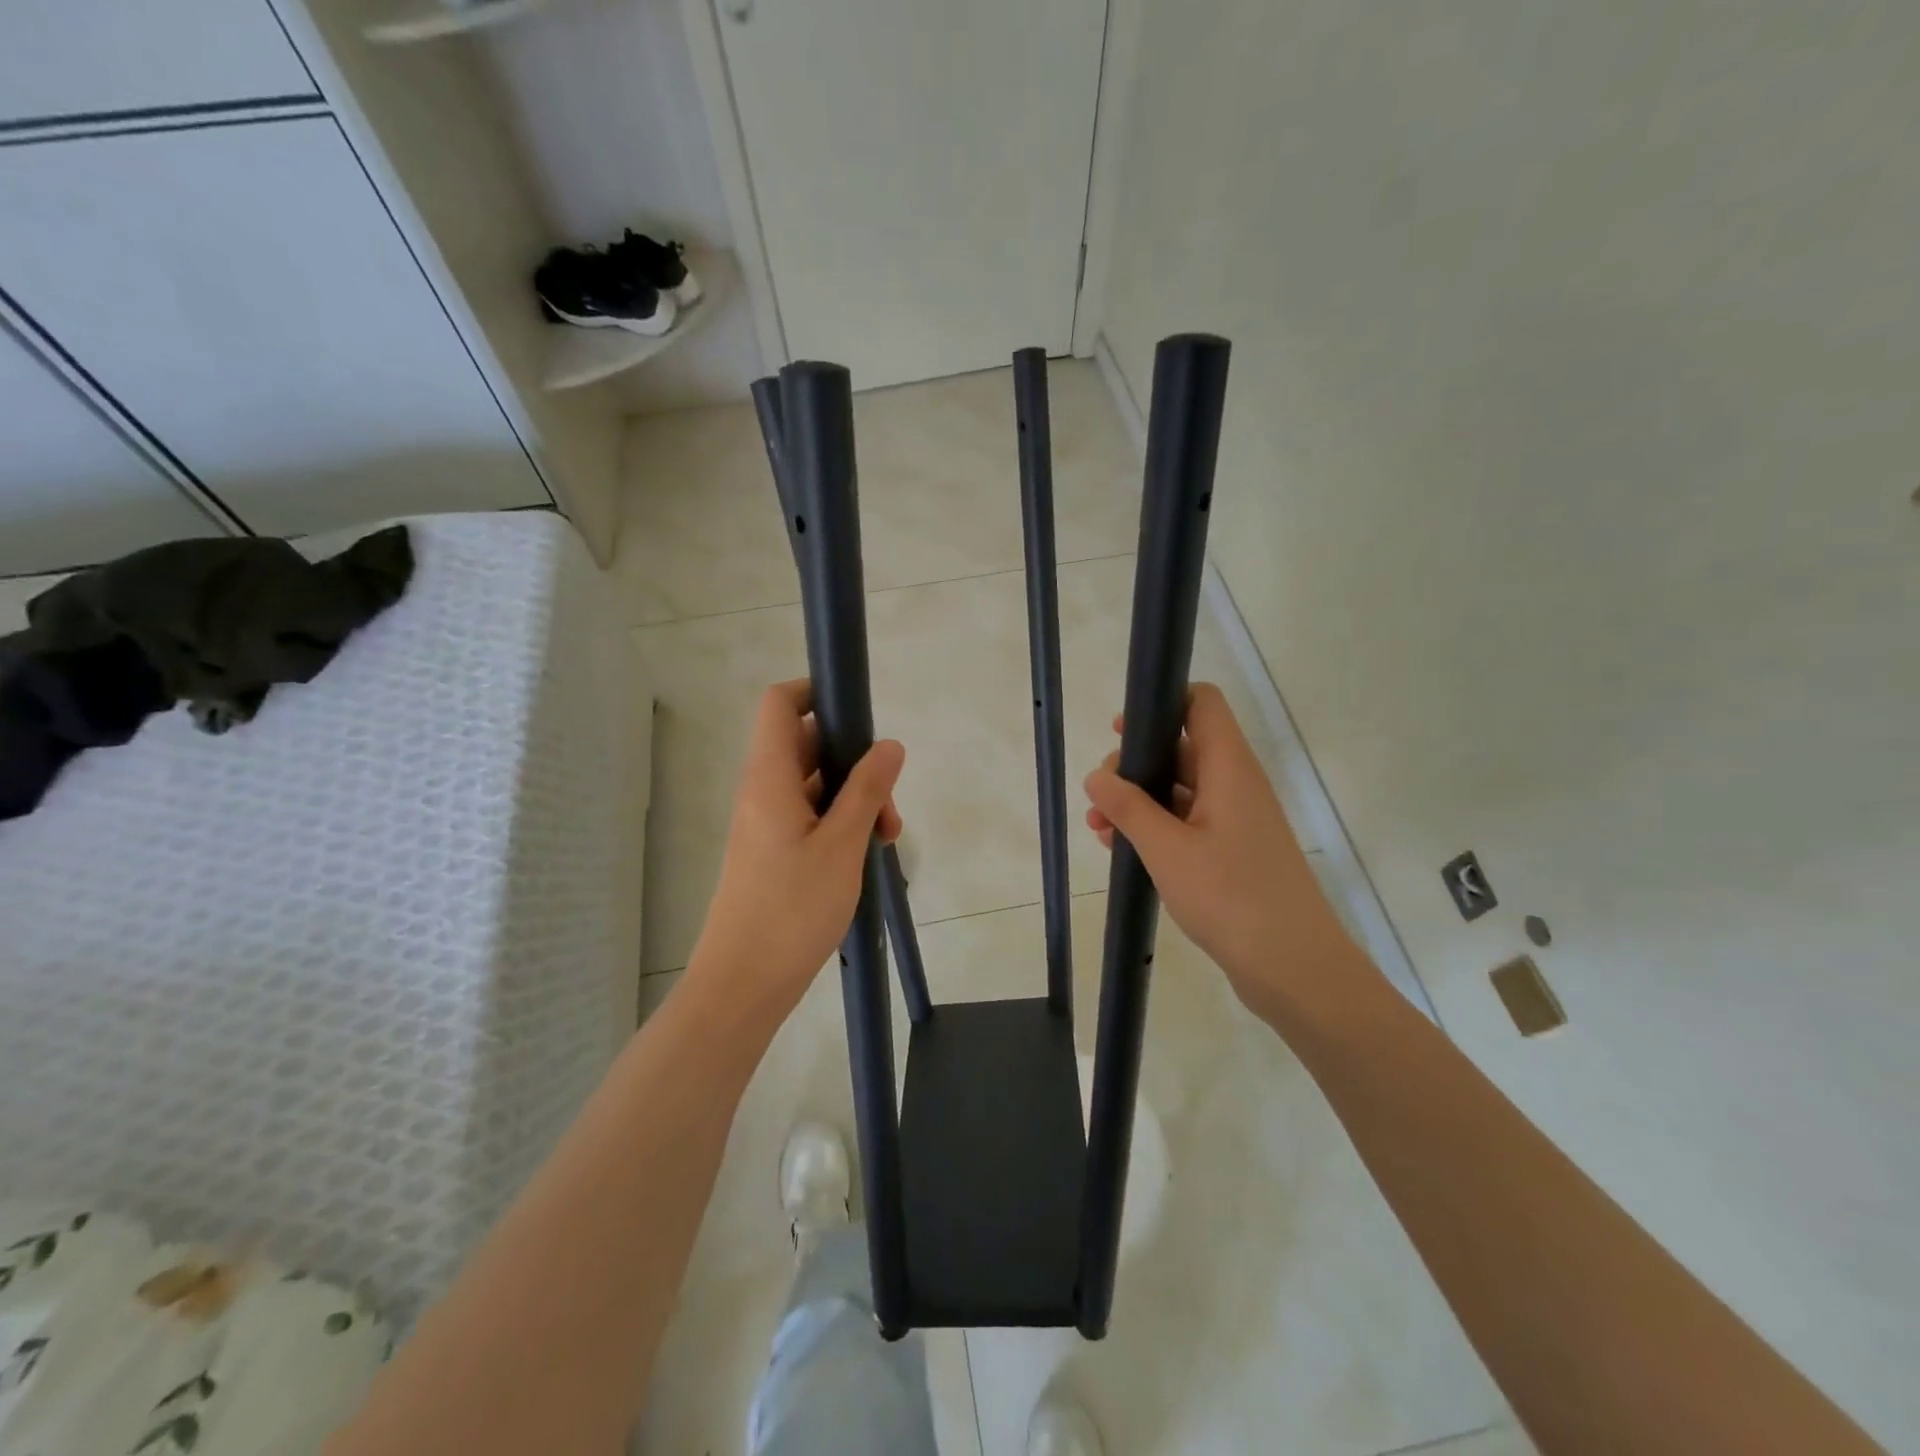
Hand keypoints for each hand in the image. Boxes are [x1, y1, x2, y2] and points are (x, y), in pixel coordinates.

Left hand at [689, 680, 904, 1029]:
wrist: (743, 985)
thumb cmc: (792, 910)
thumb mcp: (842, 845)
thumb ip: (867, 790)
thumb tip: (890, 744)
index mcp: (769, 777)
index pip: (780, 703)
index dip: (816, 691)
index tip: (860, 712)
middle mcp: (762, 791)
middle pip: (807, 744)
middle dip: (854, 759)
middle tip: (888, 801)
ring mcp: (766, 823)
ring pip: (814, 785)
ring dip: (853, 798)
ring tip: (886, 838)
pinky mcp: (772, 852)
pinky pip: (809, 817)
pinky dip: (840, 824)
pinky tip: (867, 855)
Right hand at [1083, 683, 1376, 1019]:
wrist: (1293, 968)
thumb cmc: (1231, 897)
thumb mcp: (1167, 849)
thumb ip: (1128, 807)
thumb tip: (1097, 775)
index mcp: (1228, 768)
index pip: (1201, 703)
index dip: (1162, 703)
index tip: (1122, 730)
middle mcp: (1235, 784)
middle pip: (1182, 747)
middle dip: (1135, 764)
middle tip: (1100, 794)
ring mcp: (1235, 820)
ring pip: (1179, 790)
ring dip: (1138, 801)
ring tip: (1097, 827)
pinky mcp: (1232, 852)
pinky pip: (1187, 822)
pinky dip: (1154, 828)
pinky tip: (1119, 849)